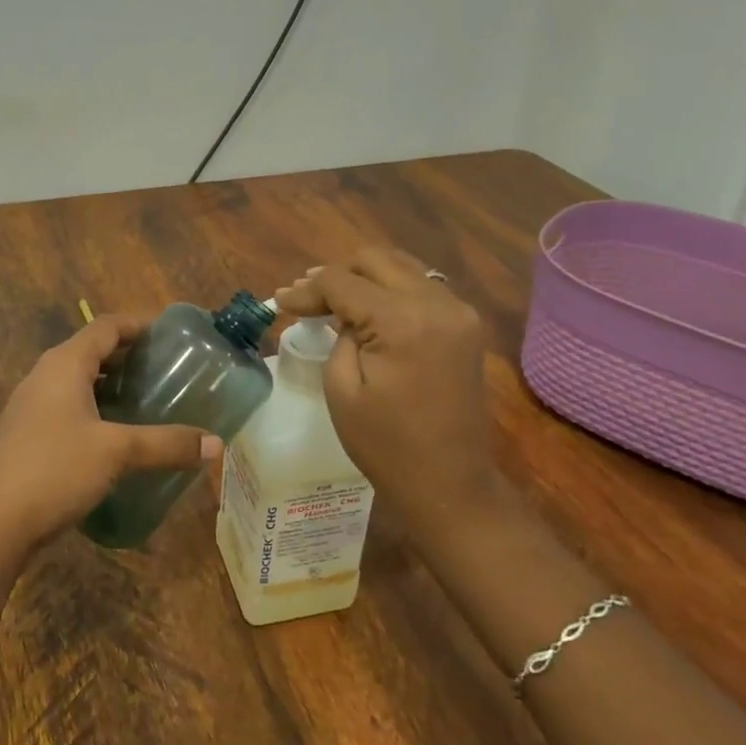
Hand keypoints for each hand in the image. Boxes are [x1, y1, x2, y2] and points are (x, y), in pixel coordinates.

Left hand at [0, 314, 222, 553]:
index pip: (106, 326)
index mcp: (64, 364)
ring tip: (148, 399)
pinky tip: (116, 435)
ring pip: (78, 381)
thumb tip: (216, 444)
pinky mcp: (26, 434)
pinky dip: (96, 408)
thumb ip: (166, 444)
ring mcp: (31, 406)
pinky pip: (67, 407)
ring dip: (112, 385)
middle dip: (129, 356)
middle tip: (167, 369)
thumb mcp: (117, 453)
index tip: (171, 334)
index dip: (139, 324)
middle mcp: (45, 376)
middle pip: (92, 350)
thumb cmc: (54, 470)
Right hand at [274, 248, 504, 534]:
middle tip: (307, 301)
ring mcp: (458, 312)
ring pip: (402, 267)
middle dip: (336, 275)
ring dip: (365, 279)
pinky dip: (391, 291)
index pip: (344, 282)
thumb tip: (337, 312)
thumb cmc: (386, 445)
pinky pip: (422, 287)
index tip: (279, 301)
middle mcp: (437, 303)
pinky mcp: (465, 326)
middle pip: (376, 260)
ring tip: (333, 303)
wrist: (449, 484)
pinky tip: (369, 314)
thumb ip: (338, 335)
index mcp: (403, 321)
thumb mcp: (342, 389)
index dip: (306, 289)